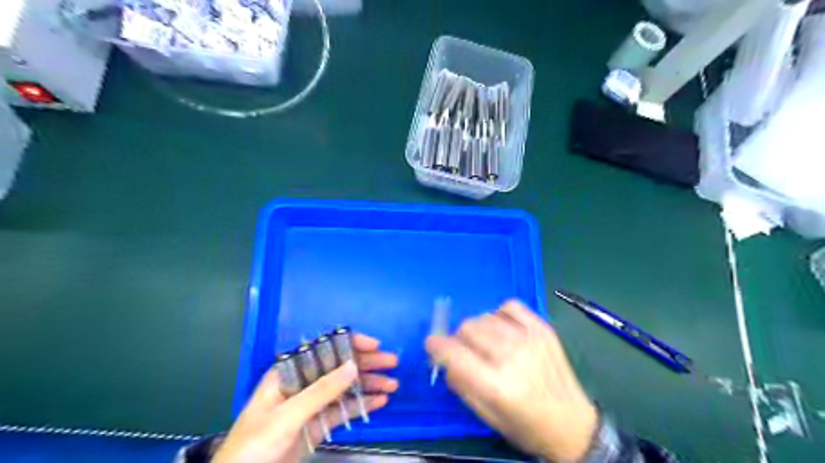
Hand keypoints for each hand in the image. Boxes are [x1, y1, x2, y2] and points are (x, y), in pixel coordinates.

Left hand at [213, 333, 397, 462]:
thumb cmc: (256, 444)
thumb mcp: (288, 415)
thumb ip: (321, 391)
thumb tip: (353, 365)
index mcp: (290, 373)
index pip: (324, 349)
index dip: (350, 344)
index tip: (374, 346)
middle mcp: (303, 384)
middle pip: (339, 368)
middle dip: (366, 364)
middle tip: (393, 363)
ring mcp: (311, 405)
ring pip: (345, 388)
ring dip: (368, 385)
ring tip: (392, 385)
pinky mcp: (317, 425)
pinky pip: (343, 410)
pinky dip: (362, 405)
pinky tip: (380, 402)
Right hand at [428, 300, 596, 462]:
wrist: (573, 425)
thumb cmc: (527, 426)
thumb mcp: (487, 416)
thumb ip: (461, 384)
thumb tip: (443, 358)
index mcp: (497, 385)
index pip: (454, 353)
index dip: (437, 345)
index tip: (432, 344)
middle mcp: (512, 355)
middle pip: (468, 328)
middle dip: (458, 339)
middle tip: (463, 351)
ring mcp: (530, 338)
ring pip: (485, 317)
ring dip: (477, 329)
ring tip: (486, 344)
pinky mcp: (543, 328)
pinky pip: (509, 306)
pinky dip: (499, 314)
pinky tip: (502, 329)